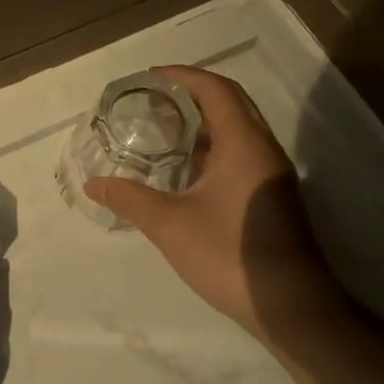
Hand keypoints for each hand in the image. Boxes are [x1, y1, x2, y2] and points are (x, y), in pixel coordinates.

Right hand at [85, 66, 337, 338]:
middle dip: (191, 93)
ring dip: (203, 121)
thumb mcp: (169, 224)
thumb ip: (128, 198)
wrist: (291, 306)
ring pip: (238, 129)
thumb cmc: (229, 254)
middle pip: (230, 102)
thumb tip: (92, 183)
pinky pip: (241, 152)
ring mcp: (271, 174)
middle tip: (152, 100)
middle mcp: (263, 149)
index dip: (181, 76)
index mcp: (243, 143)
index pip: (215, 89)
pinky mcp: (272, 196)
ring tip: (162, 128)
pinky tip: (185, 169)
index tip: (148, 77)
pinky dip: (212, 146)